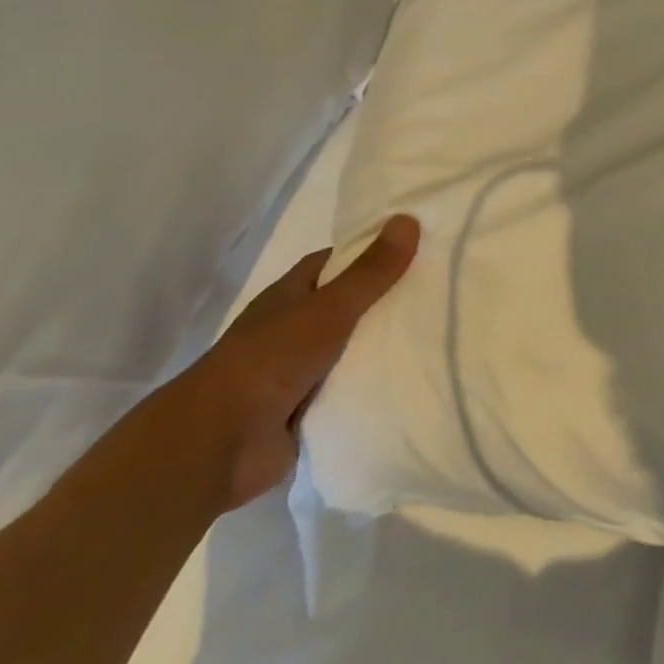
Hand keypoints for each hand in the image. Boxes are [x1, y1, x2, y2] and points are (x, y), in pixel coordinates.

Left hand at [173, 215, 419, 511]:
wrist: (219, 445)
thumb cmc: (271, 359)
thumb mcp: (329, 308)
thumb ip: (370, 272)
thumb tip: (408, 219)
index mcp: (291, 295)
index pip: (337, 262)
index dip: (372, 253)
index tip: (418, 249)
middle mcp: (296, 328)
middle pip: (351, 306)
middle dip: (389, 301)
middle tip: (442, 292)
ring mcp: (302, 371)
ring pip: (355, 350)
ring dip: (386, 346)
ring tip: (443, 333)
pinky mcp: (311, 410)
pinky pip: (354, 389)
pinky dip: (377, 385)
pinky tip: (419, 378)